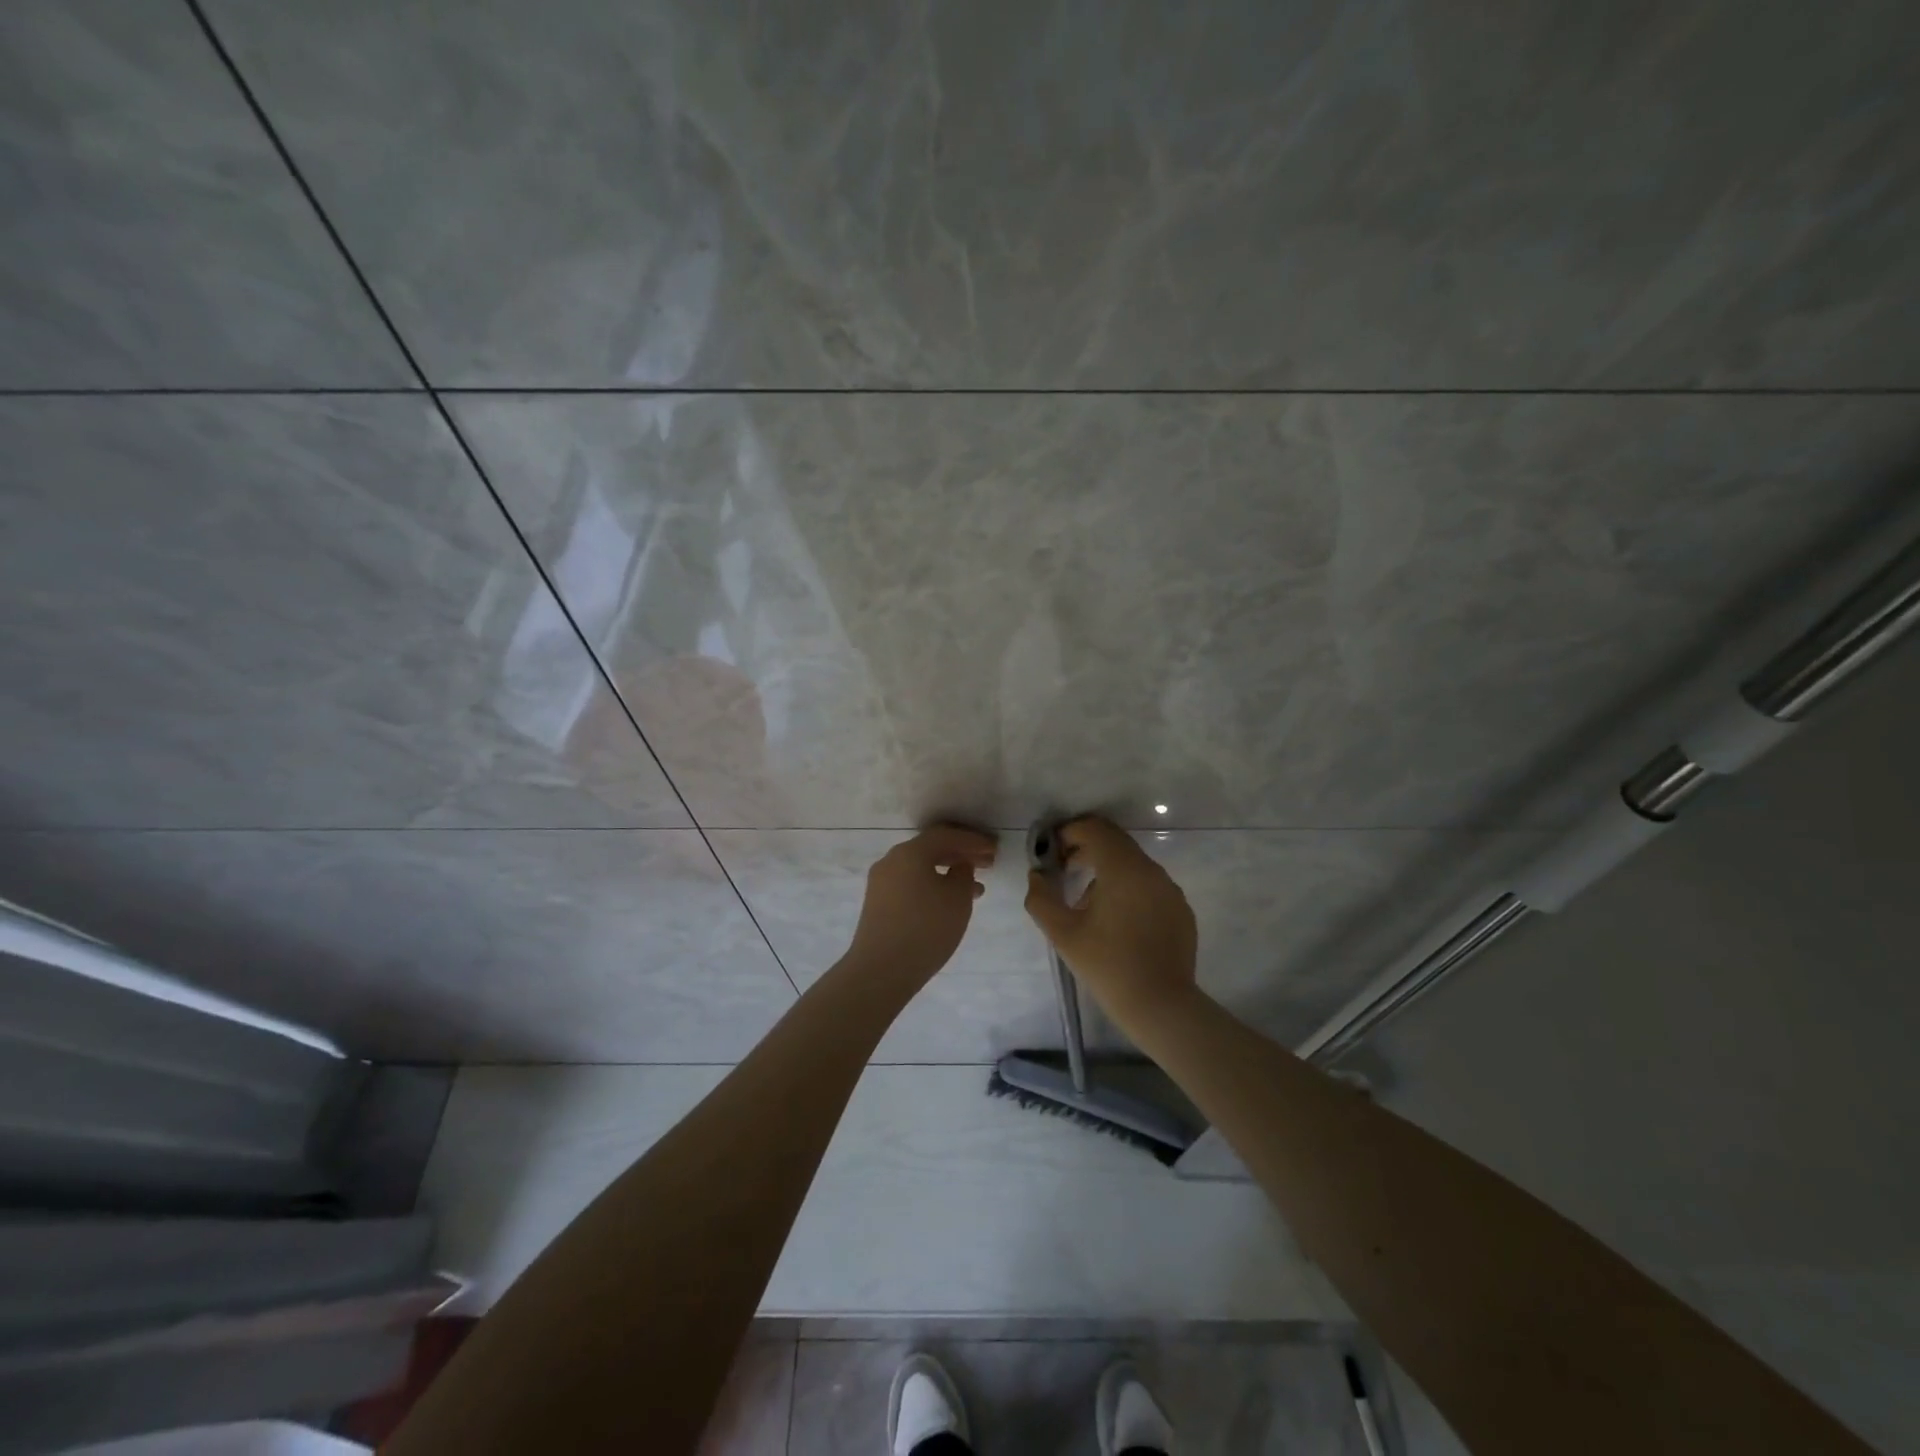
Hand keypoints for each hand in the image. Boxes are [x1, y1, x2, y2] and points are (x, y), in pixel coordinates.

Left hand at [843, 824, 998, 984]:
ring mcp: (881, 882)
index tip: (994, 849)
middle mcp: (891, 860)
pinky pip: (910, 883)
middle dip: (961, 854)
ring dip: (948, 872)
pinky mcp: (878, 903)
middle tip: (987, 864)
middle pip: (931, 848)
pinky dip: (932, 884)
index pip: (946, 835)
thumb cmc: (926, 930)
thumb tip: (959, 865)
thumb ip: (964, 874)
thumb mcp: (957, 899)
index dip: (973, 840)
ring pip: (921, 867)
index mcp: (910, 852)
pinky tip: (949, 903)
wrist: (880, 971)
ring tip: (976, 888)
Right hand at [1024, 815, 1198, 1025]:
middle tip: (1064, 871)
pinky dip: (1128, 889)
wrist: (1161, 1006)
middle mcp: (1151, 870)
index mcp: (1124, 869)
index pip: (1095, 829)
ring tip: (1087, 903)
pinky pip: (1149, 885)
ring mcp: (1170, 889)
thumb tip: (1037, 876)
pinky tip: (1117, 922)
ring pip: (1133, 864)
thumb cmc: (1108, 966)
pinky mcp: (1180, 909)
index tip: (1053, 853)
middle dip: (1086, 848)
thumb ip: (1041, 898)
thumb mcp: (1063, 933)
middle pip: (1115, 842)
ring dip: (1107, 870)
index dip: (1069, 833)